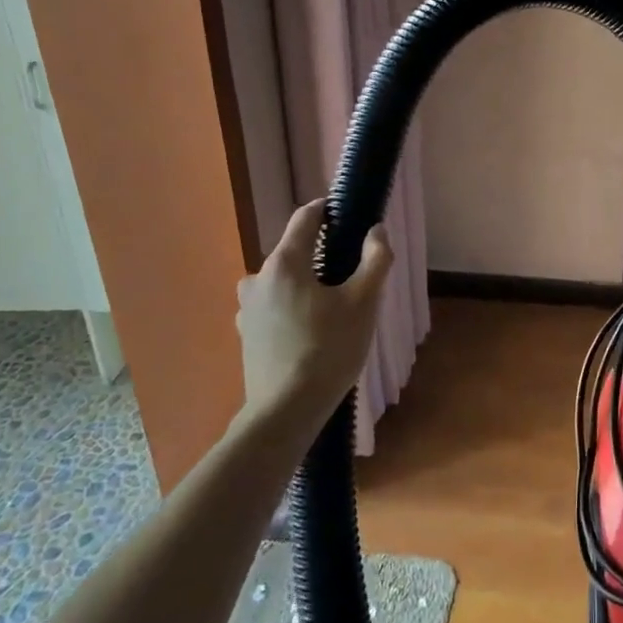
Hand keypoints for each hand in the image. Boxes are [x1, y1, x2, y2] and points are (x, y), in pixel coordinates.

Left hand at [235, 200, 392, 429]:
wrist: (285, 412)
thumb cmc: (329, 349)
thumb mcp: (364, 302)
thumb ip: (375, 259)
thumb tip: (376, 231)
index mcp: (284, 263)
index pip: (305, 218)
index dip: (327, 210)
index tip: (348, 214)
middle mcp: (258, 278)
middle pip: (294, 252)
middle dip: (322, 255)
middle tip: (352, 275)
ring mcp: (247, 308)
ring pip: (283, 282)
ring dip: (306, 284)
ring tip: (334, 308)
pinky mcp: (246, 334)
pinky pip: (274, 307)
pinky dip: (293, 308)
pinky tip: (312, 332)